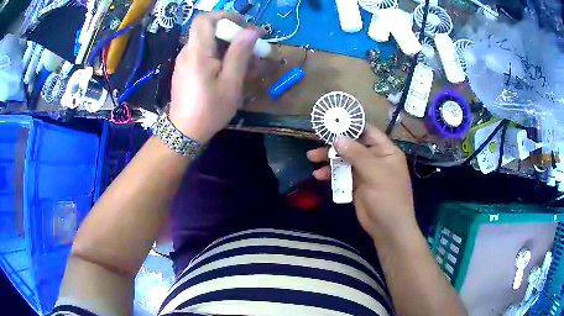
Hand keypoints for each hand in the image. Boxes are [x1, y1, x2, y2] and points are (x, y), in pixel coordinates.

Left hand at [168, 12, 261, 143]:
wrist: (184, 132)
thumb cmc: (209, 110)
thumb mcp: (230, 83)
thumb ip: (240, 54)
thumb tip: (252, 30)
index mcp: (197, 53)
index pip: (204, 19)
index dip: (224, 16)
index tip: (243, 26)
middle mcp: (187, 52)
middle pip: (209, 29)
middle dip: (232, 33)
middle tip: (252, 48)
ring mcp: (185, 60)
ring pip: (208, 42)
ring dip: (228, 46)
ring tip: (247, 63)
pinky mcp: (185, 68)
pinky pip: (203, 53)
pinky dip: (219, 55)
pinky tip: (230, 70)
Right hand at [307, 124, 414, 240]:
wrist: (388, 228)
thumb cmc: (388, 197)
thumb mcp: (375, 173)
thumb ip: (357, 154)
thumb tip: (337, 138)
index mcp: (385, 150)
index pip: (367, 131)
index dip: (350, 125)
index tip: (331, 121)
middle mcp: (375, 158)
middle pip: (353, 145)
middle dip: (334, 144)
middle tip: (315, 141)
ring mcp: (365, 172)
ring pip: (345, 160)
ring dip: (329, 159)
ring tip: (311, 158)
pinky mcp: (356, 185)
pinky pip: (342, 174)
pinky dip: (331, 174)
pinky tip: (319, 176)